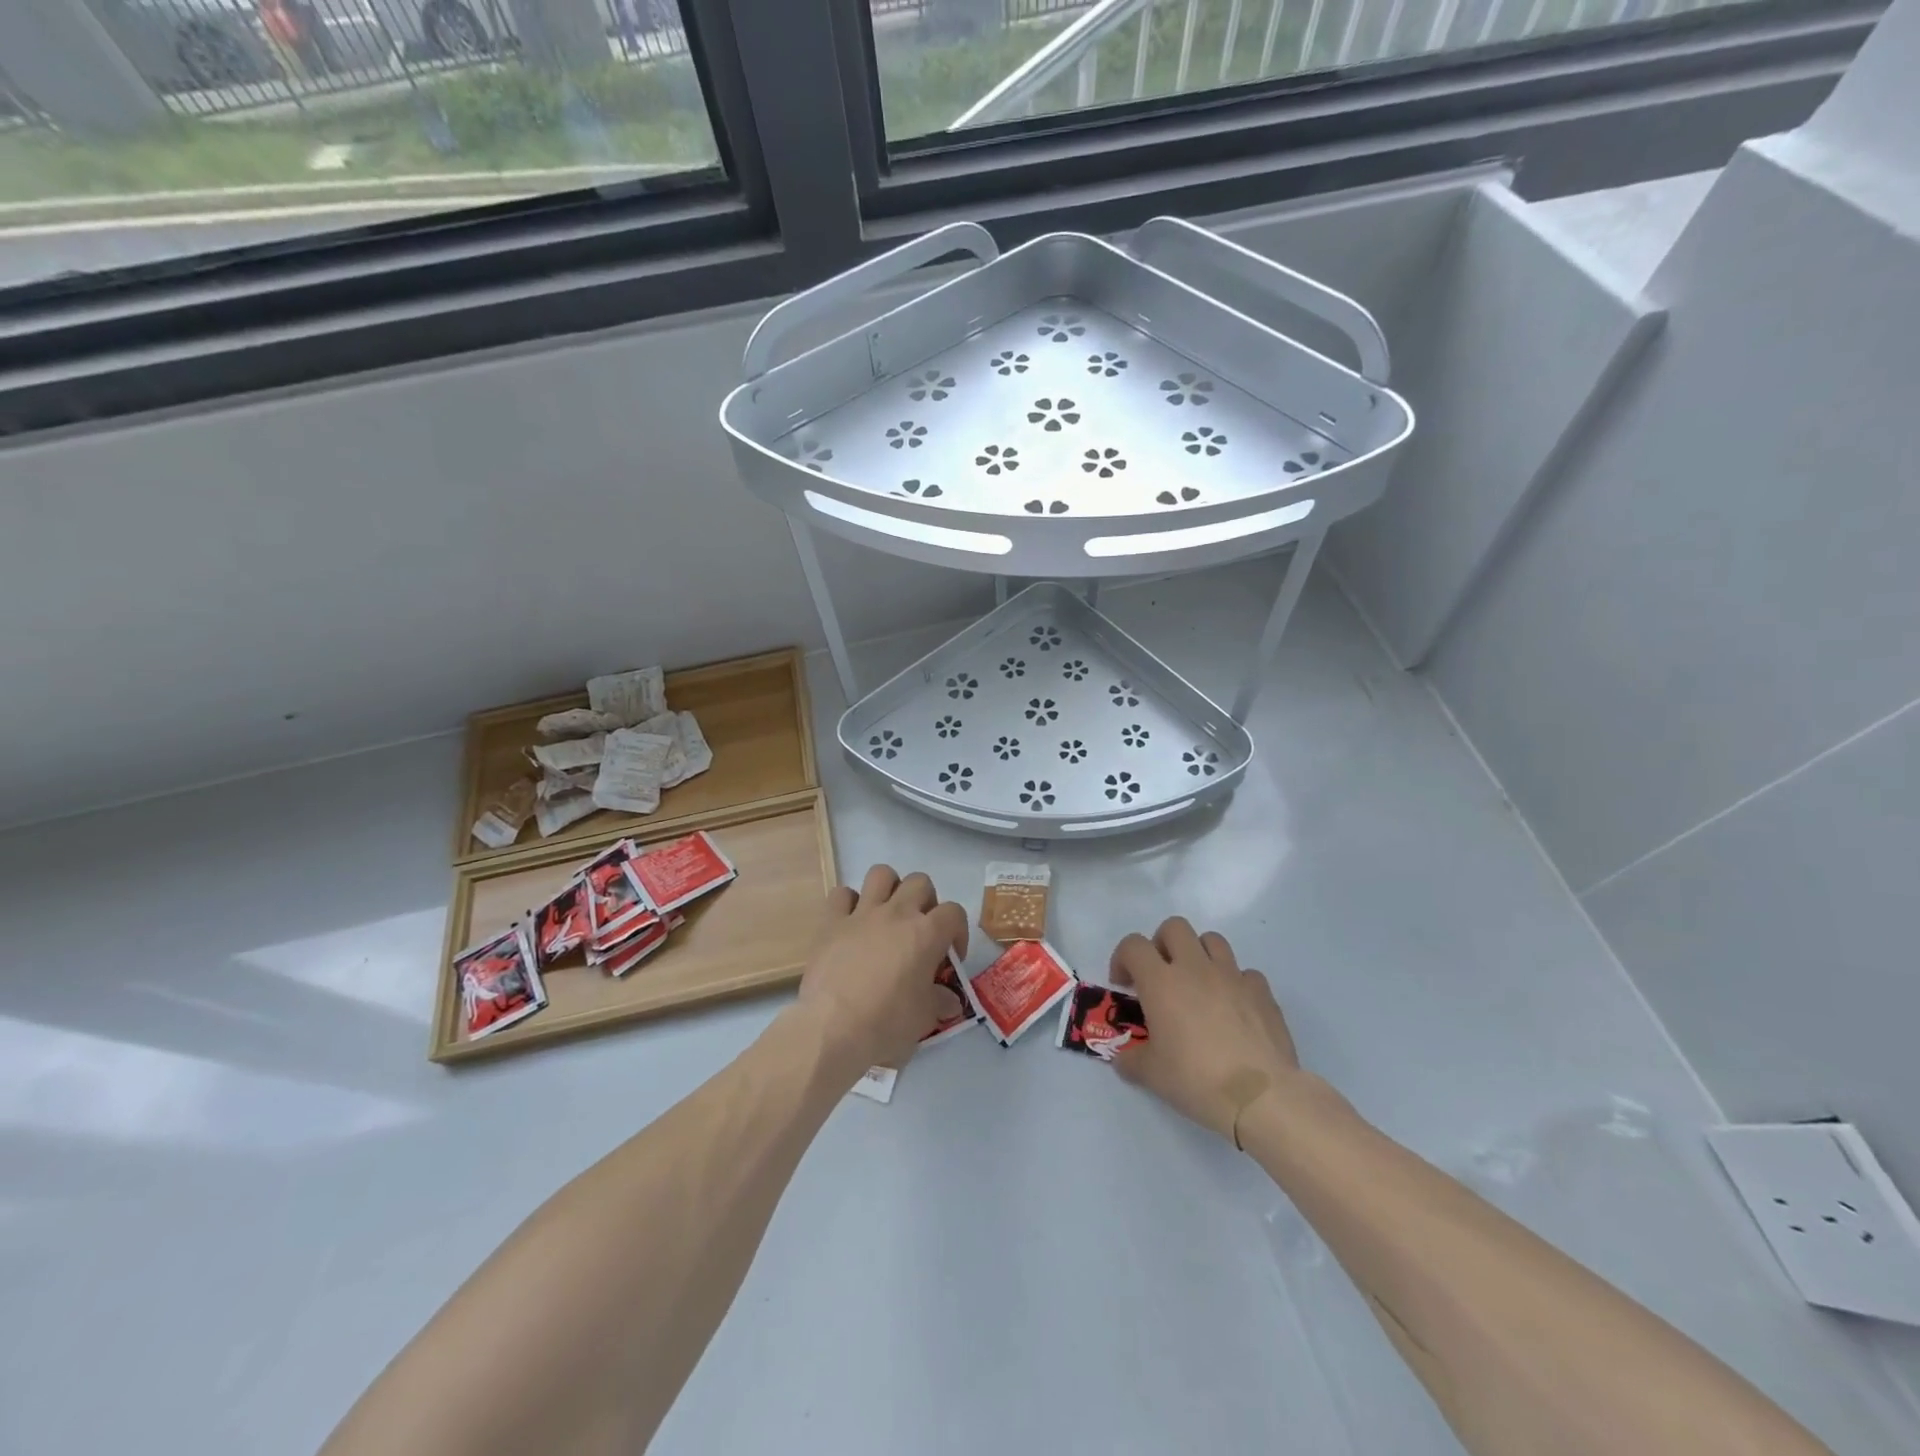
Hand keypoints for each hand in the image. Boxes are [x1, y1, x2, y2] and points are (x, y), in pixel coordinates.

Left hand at [795, 864, 968, 1079]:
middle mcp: (897, 913)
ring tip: (888, 915)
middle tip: (920, 931)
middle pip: (920, 882)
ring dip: (889, 889)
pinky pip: (841, 894)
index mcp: (926, 934)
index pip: (954, 912)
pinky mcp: (831, 922)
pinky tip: (851, 923)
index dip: (957, 932)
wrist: (832, 1029)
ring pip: (881, 874)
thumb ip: (940, 1002)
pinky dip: (848, 903)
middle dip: (925, 902)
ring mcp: (862, 913)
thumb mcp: (924, 1018)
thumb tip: (950, 1002)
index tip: (950, 958)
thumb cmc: (886, 1023)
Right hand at [1109, 918, 1301, 1142]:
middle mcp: (1195, 968)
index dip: (1123, 958)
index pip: (1133, 946)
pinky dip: (1235, 983)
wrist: (1261, 1097)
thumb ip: (1131, 1060)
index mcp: (1161, 982)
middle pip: (1174, 927)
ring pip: (1212, 940)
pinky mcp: (1262, 992)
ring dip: (1199, 955)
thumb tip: (1123, 1059)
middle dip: (1162, 944)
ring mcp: (1232, 976)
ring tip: (1198, 986)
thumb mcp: (1151, 1075)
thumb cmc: (1197, 1080)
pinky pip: (1245, 973)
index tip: (1124, 985)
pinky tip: (1233, 1008)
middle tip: (1161, 975)